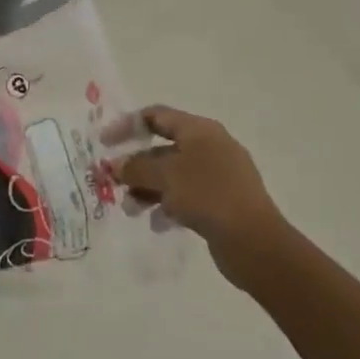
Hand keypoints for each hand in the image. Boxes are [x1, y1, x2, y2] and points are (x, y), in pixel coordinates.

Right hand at [115, 106, 289, 290]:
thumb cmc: (207, 195)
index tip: (104, 143)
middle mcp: (210, 147)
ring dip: (147, 189)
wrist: (255, 242)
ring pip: (173, 175)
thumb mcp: (165, 176)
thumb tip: (114, 165)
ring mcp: (219, 176)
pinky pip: (186, 196)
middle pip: (163, 148)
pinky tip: (157, 223)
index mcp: (200, 130)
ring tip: (130, 208)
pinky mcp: (222, 202)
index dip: (127, 125)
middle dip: (135, 165)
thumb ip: (135, 167)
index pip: (156, 116)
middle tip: (112, 181)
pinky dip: (168, 205)